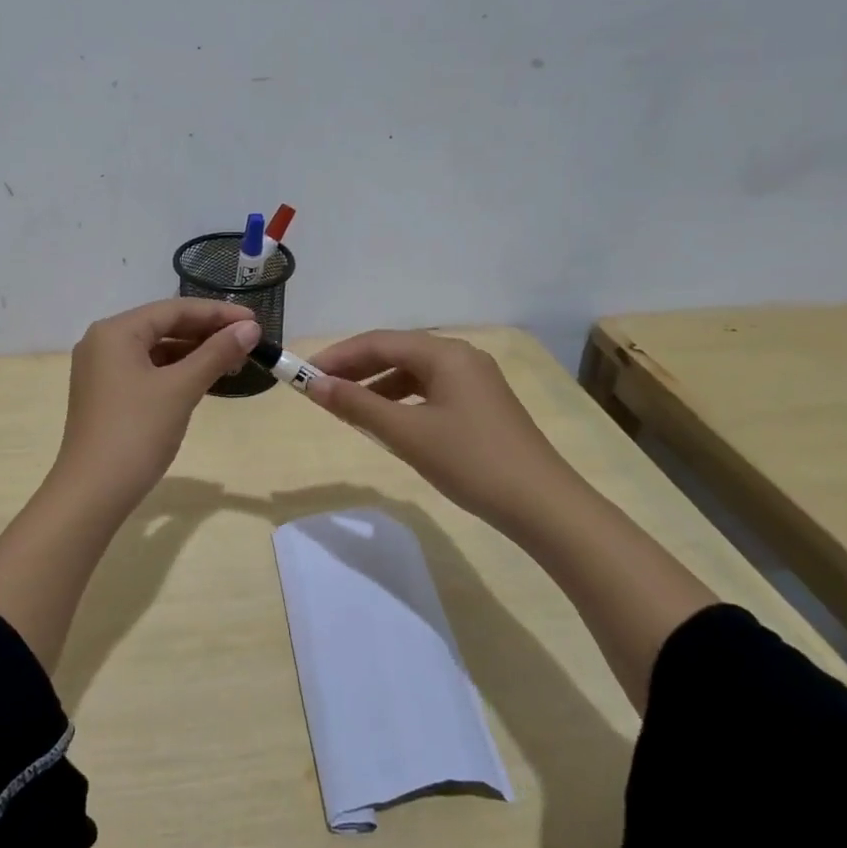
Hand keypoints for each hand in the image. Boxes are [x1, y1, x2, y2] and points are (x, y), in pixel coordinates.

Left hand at [52, 298, 261, 513]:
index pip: (173, 310)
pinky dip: (175, 371)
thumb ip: (216, 354)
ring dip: (193, 353)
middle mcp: (103, 342)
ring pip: (155, 350)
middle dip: (206, 333)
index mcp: (115, 331)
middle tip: (247, 341)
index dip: (217, 313)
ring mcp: (101, 370)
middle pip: (163, 326)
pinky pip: (146, 370)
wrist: (92, 492)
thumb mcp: (180, 389)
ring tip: (232, 361)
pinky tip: (202, 379)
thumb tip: (249, 328)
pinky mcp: (105, 394)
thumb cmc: (136, 433)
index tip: (254, 321)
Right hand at [306, 330, 585, 537]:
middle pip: (396, 352)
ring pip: (413, 372)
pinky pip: (429, 390)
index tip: (304, 374)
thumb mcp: (407, 433)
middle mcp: (461, 356)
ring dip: (376, 385)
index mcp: (445, 353)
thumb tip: (315, 385)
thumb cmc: (471, 462)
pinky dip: (401, 400)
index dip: (338, 356)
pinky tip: (386, 420)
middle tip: (319, 389)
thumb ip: (357, 405)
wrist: (542, 505)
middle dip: (355, 368)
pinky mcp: (481, 404)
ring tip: (346, 406)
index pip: (378, 342)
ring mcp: (475, 380)